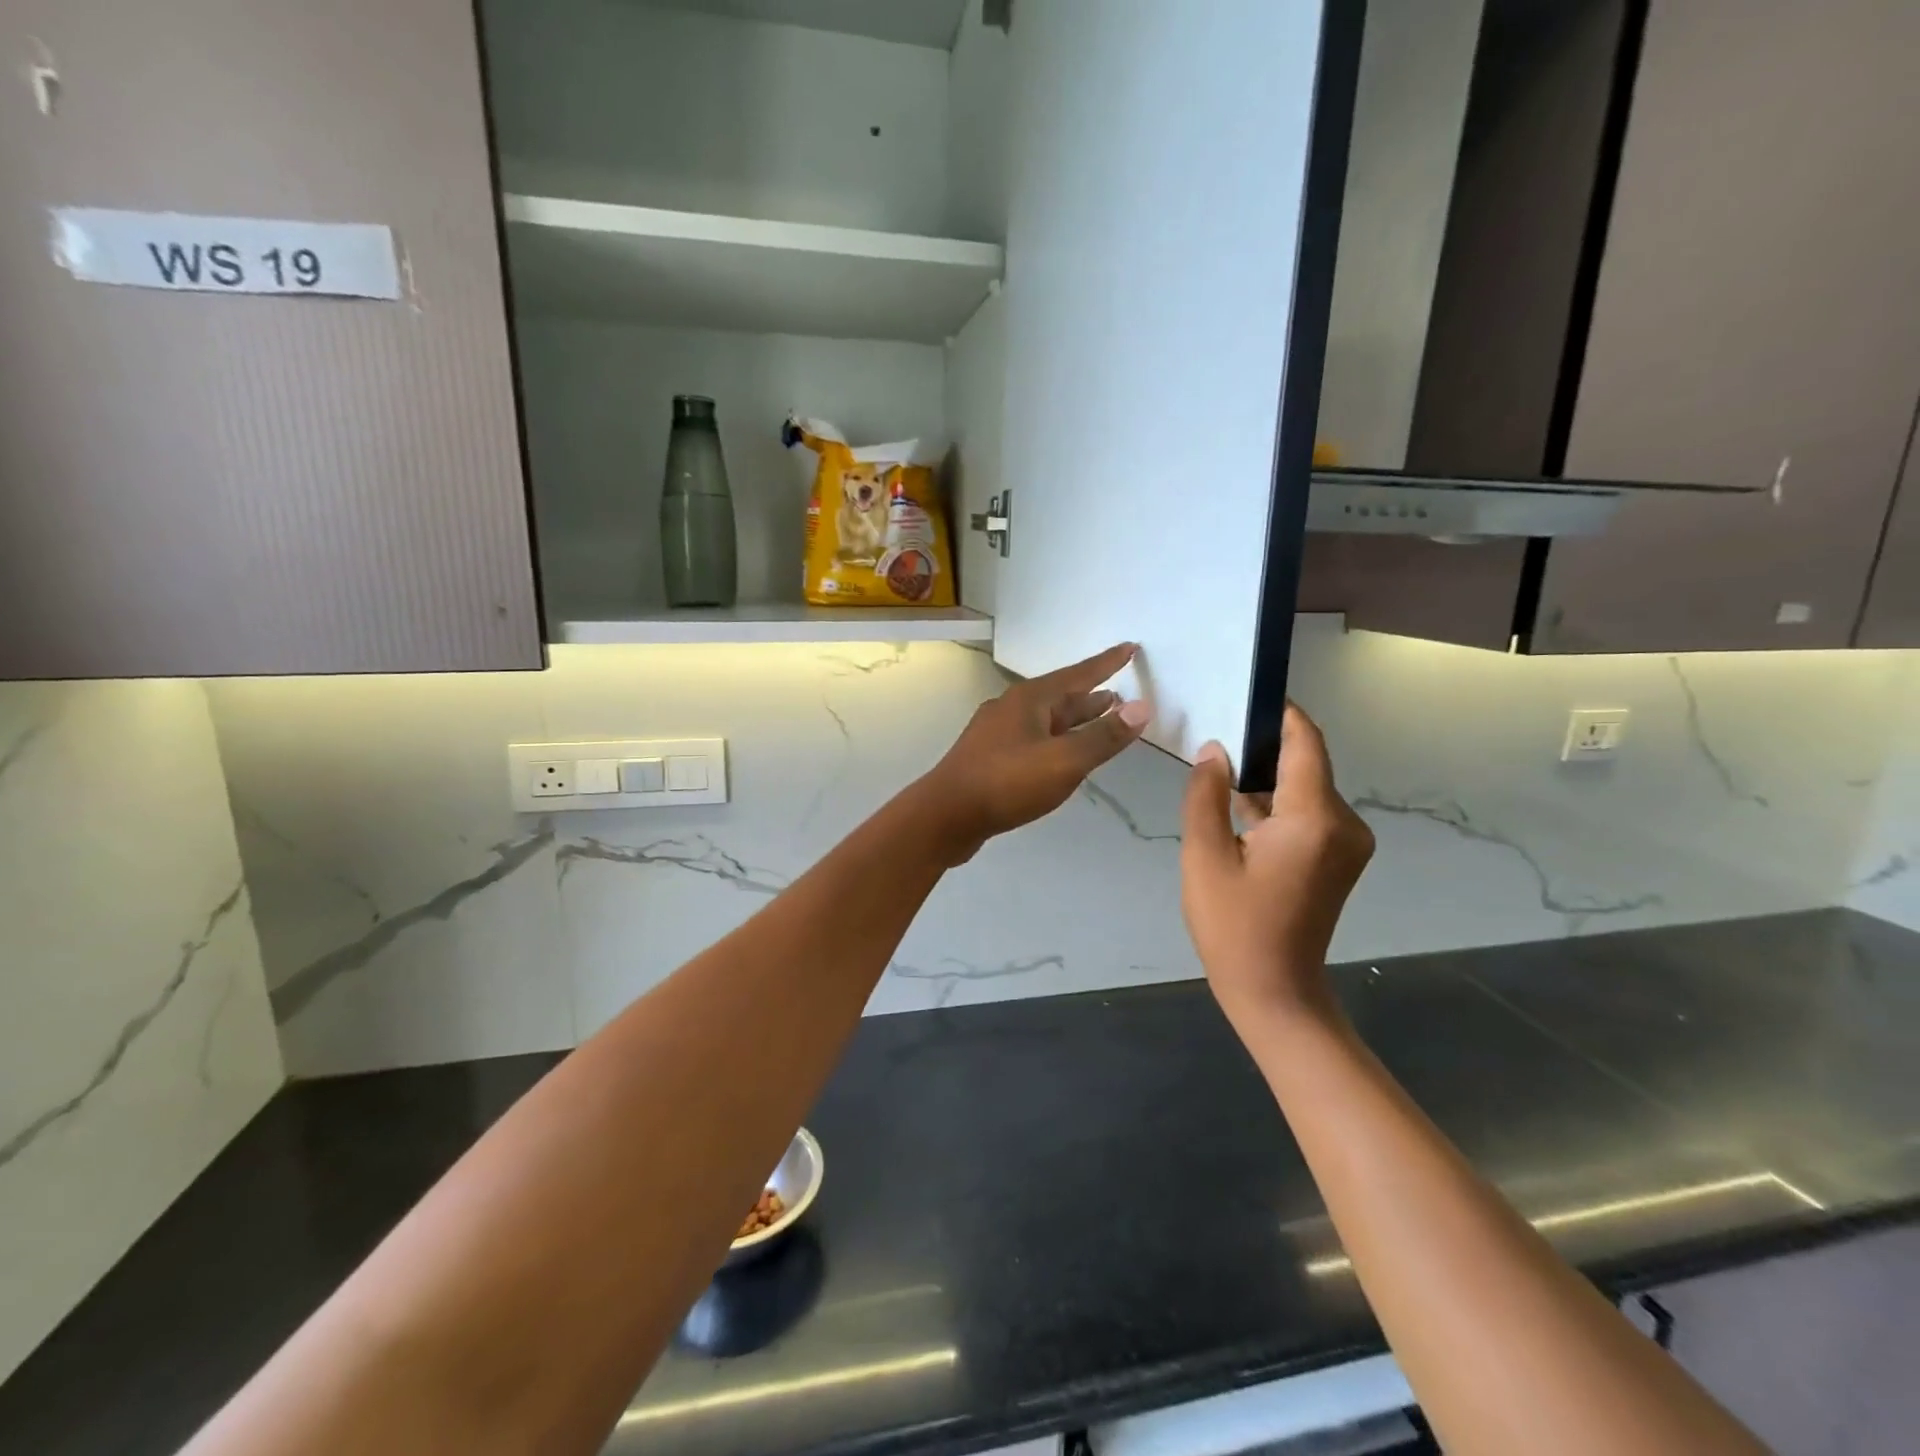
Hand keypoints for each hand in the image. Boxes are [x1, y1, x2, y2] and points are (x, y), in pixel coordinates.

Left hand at [915, 643, 1150, 862]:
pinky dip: (1056, 740)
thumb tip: (1141, 707)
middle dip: (1091, 696)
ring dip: (1074, 719)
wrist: (945, 816)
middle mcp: (1011, 709)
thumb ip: (1103, 737)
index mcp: (1029, 700)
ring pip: (1046, 720)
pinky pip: (1033, 739)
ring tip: (1101, 719)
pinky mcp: (990, 758)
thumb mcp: (1064, 761)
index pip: (1078, 674)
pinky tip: (1062, 755)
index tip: (1130, 648)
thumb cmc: (1007, 783)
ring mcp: (997, 733)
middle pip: (1061, 697)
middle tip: (1120, 695)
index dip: (1107, 663)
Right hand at [1180, 704, 1373, 1027]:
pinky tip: (1237, 809)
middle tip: (1214, 736)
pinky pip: (1308, 812)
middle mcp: (1344, 823)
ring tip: (1217, 772)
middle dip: (1263, 747)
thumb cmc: (1233, 926)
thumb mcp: (1204, 856)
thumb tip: (1214, 750)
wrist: (1274, 991)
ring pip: (1305, 788)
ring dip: (1266, 779)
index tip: (1244, 694)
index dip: (1280, 713)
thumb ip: (1206, 795)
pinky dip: (1276, 805)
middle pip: (1306, 763)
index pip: (1305, 742)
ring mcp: (1347, 842)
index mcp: (1314, 818)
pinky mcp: (1339, 857)